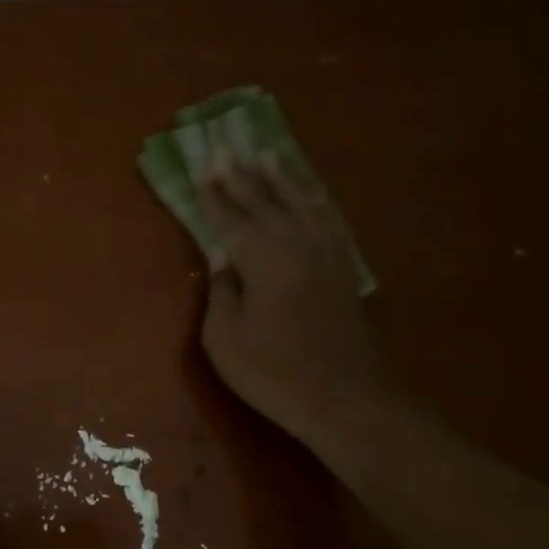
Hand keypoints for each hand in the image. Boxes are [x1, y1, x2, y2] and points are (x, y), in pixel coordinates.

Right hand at [196, 152, 397, 450]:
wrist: (348, 400)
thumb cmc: (275, 373)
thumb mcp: (225, 339)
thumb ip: (221, 292)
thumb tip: (221, 260)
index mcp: (262, 259)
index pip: (230, 218)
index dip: (212, 194)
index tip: (200, 167)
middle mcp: (296, 245)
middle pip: (264, 202)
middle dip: (241, 176)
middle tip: (226, 148)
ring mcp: (325, 255)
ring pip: (299, 205)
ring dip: (281, 180)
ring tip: (267, 155)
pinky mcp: (344, 269)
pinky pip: (326, 221)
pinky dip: (313, 202)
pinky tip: (308, 195)